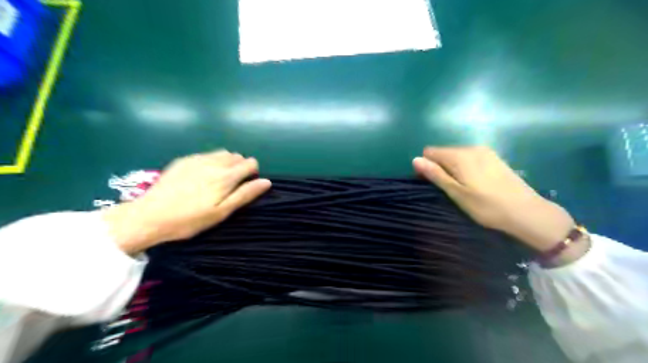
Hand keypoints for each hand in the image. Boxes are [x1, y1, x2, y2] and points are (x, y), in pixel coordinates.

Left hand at [100, 150, 272, 255]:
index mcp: (226, 176)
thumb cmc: (190, 219)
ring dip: (226, 162)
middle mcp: (214, 162)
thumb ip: (245, 194)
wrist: (150, 216)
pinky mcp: (183, 160)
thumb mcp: (222, 212)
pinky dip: (211, 161)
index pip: (250, 163)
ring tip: (217, 179)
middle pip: (237, 156)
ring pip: (222, 153)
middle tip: (230, 186)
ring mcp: (197, 159)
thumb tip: (267, 182)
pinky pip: (206, 154)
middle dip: (240, 167)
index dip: (252, 173)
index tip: (245, 186)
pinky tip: (200, 176)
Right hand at [416, 146, 587, 263]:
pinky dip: (466, 168)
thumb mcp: (456, 193)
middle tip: (449, 189)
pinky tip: (476, 183)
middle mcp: (471, 148)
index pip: (430, 152)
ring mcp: (485, 152)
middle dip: (440, 167)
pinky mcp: (495, 158)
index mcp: (459, 155)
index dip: (427, 166)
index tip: (433, 183)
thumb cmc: (486, 206)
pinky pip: (470, 158)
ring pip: (457, 156)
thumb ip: (435, 174)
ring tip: (463, 188)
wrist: (527, 212)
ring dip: (453, 169)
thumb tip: (415, 159)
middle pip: (444, 153)